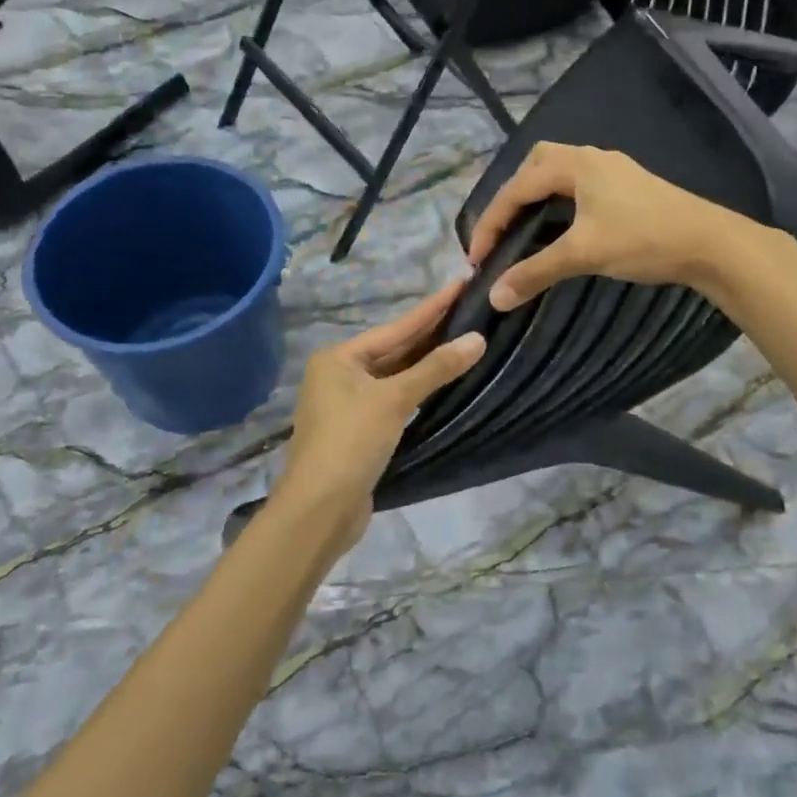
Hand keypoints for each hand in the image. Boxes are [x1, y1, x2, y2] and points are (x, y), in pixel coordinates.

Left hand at [269, 283, 485, 552]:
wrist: (319, 511)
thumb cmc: (351, 443)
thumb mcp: (394, 400)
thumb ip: (436, 369)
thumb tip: (478, 339)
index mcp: (339, 358)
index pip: (396, 327)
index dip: (432, 308)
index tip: (461, 285)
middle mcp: (339, 375)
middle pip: (394, 349)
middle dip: (431, 334)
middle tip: (470, 310)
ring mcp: (348, 404)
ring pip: (395, 375)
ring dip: (426, 363)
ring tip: (463, 340)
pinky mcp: (359, 431)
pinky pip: (394, 399)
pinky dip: (418, 390)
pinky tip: (442, 382)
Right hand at [467, 143, 770, 309]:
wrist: (710, 243)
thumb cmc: (643, 240)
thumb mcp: (583, 254)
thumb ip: (535, 271)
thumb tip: (494, 295)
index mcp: (575, 165)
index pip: (518, 187)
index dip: (491, 221)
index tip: (476, 256)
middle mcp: (591, 158)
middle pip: (536, 166)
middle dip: (512, 196)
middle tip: (501, 231)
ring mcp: (613, 170)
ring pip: (560, 173)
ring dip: (537, 197)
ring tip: (524, 229)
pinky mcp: (628, 186)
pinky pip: (579, 186)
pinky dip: (559, 202)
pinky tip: (562, 226)